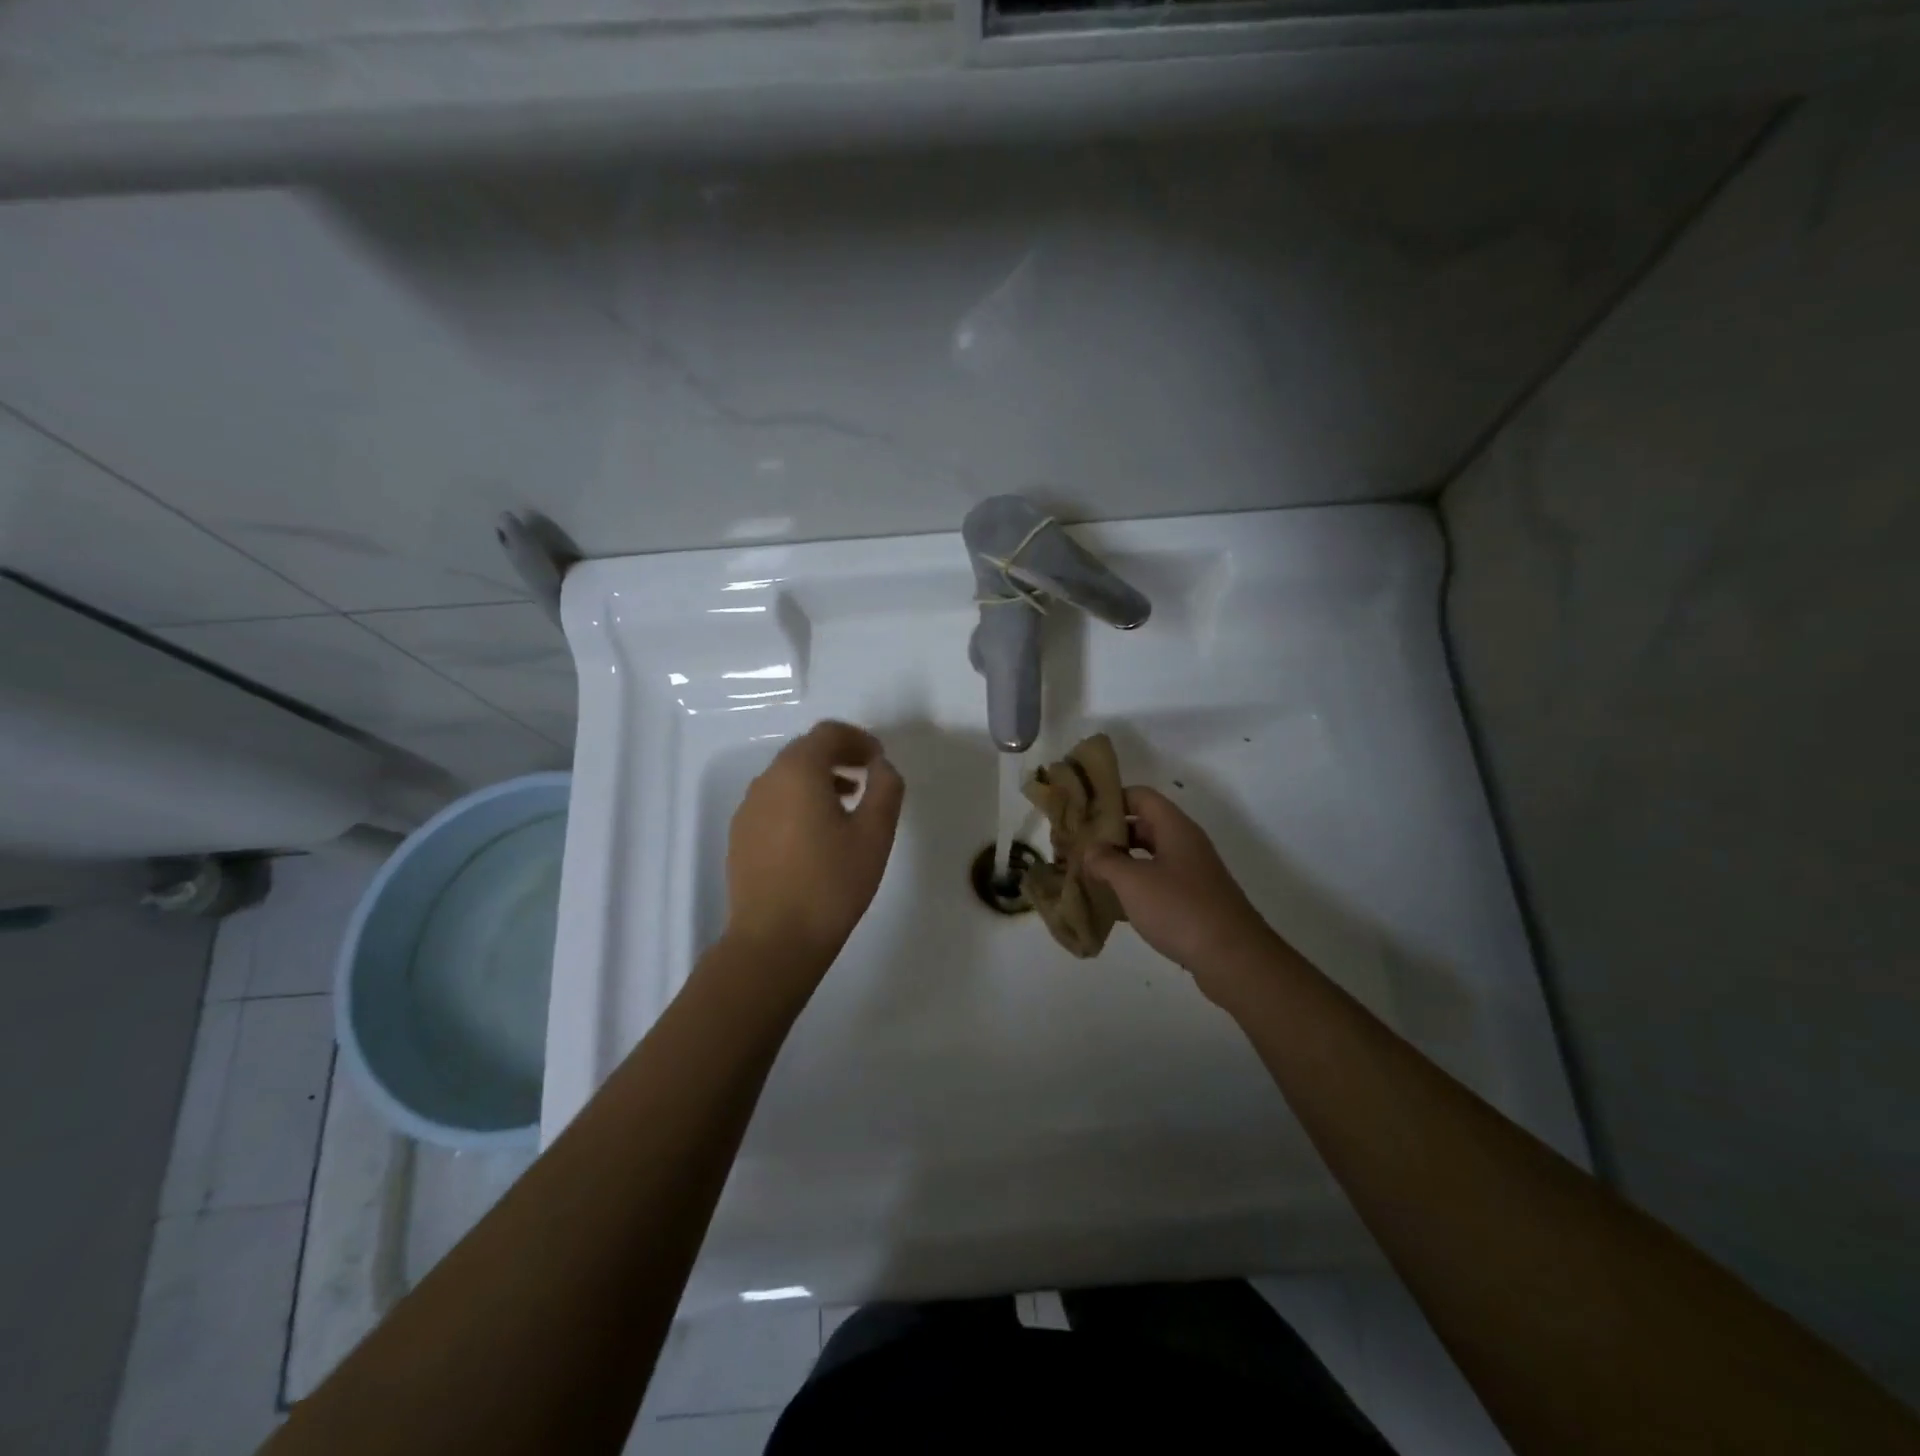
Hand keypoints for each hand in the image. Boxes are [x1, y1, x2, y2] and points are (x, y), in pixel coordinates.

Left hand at [723, 720, 904, 974]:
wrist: (774, 940)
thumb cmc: (831, 883)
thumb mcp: (874, 834)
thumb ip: (885, 788)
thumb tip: (882, 766)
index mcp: (798, 771)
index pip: (828, 733)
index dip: (858, 739)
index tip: (879, 759)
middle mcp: (766, 781)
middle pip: (805, 751)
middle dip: (839, 757)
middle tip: (868, 777)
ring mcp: (748, 809)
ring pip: (787, 778)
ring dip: (818, 780)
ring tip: (846, 805)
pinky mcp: (740, 836)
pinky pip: (773, 803)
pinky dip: (798, 802)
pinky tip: (816, 835)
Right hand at [1084, 786, 1278, 1003]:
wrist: (1233, 958)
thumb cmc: (1180, 909)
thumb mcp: (1133, 881)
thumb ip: (1105, 860)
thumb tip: (1091, 849)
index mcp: (1175, 828)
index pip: (1140, 796)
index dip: (1111, 799)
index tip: (1082, 813)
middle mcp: (1186, 844)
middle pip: (1144, 825)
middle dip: (1111, 834)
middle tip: (1079, 846)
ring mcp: (1193, 873)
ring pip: (1150, 856)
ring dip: (1121, 862)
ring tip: (1089, 873)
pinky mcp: (1194, 900)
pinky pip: (1159, 882)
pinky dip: (1136, 886)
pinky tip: (1114, 904)